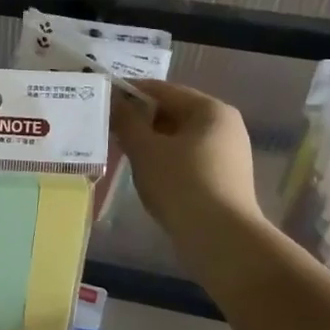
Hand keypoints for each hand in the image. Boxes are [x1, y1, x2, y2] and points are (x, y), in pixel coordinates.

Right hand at [111, 81, 261, 248]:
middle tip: (107, 128)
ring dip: (149, 142)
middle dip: (139, 119)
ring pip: (178, 138)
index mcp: (210, 110)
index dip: (130, 92)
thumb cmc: (181, 184)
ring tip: (120, 151)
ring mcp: (227, 154)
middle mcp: (224, 125)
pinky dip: (164, 160)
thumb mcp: (145, 149)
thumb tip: (113, 99)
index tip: (102, 100)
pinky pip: (187, 158)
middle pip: (173, 112)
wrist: (220, 240)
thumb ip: (126, 120)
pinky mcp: (223, 179)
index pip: (162, 90)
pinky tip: (144, 174)